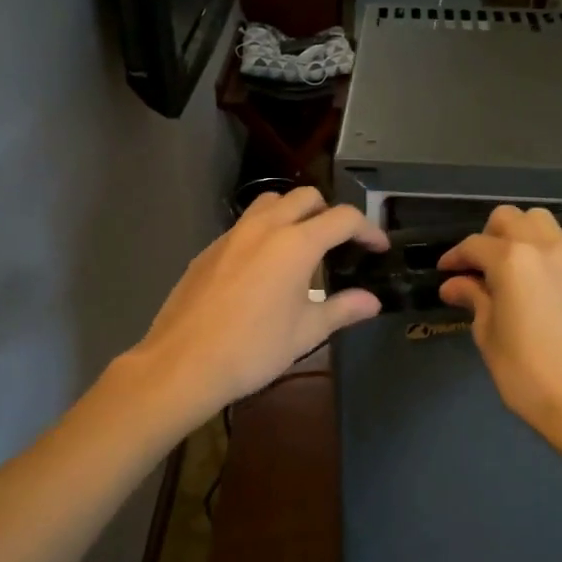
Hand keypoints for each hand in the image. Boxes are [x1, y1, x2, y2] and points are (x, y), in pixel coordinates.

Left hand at [129, 187, 387, 423]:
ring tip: (304, 246)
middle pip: (306, 198)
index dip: (368, 229)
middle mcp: (264, 227)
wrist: (183, 364)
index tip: (378, 248)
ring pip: (271, 203)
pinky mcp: (209, 250)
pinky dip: (265, 231)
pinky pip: (245, 225)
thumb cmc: (253, 349)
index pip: (343, 218)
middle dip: (330, 213)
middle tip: (341, 244)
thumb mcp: (306, 332)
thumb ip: (343, 309)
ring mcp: (232, 235)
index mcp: (295, 244)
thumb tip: (372, 301)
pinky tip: (265, 268)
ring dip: (294, 213)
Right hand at [437, 206, 561, 441]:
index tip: (445, 273)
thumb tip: (454, 284)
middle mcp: (542, 247)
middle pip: (508, 219)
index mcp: (510, 261)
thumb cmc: (527, 374)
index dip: (454, 258)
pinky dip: (561, 242)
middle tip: (477, 268)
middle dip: (487, 237)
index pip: (474, 246)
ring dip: (522, 232)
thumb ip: (474, 300)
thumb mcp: (488, 336)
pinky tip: (552, 263)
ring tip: (512, 262)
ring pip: (542, 220)